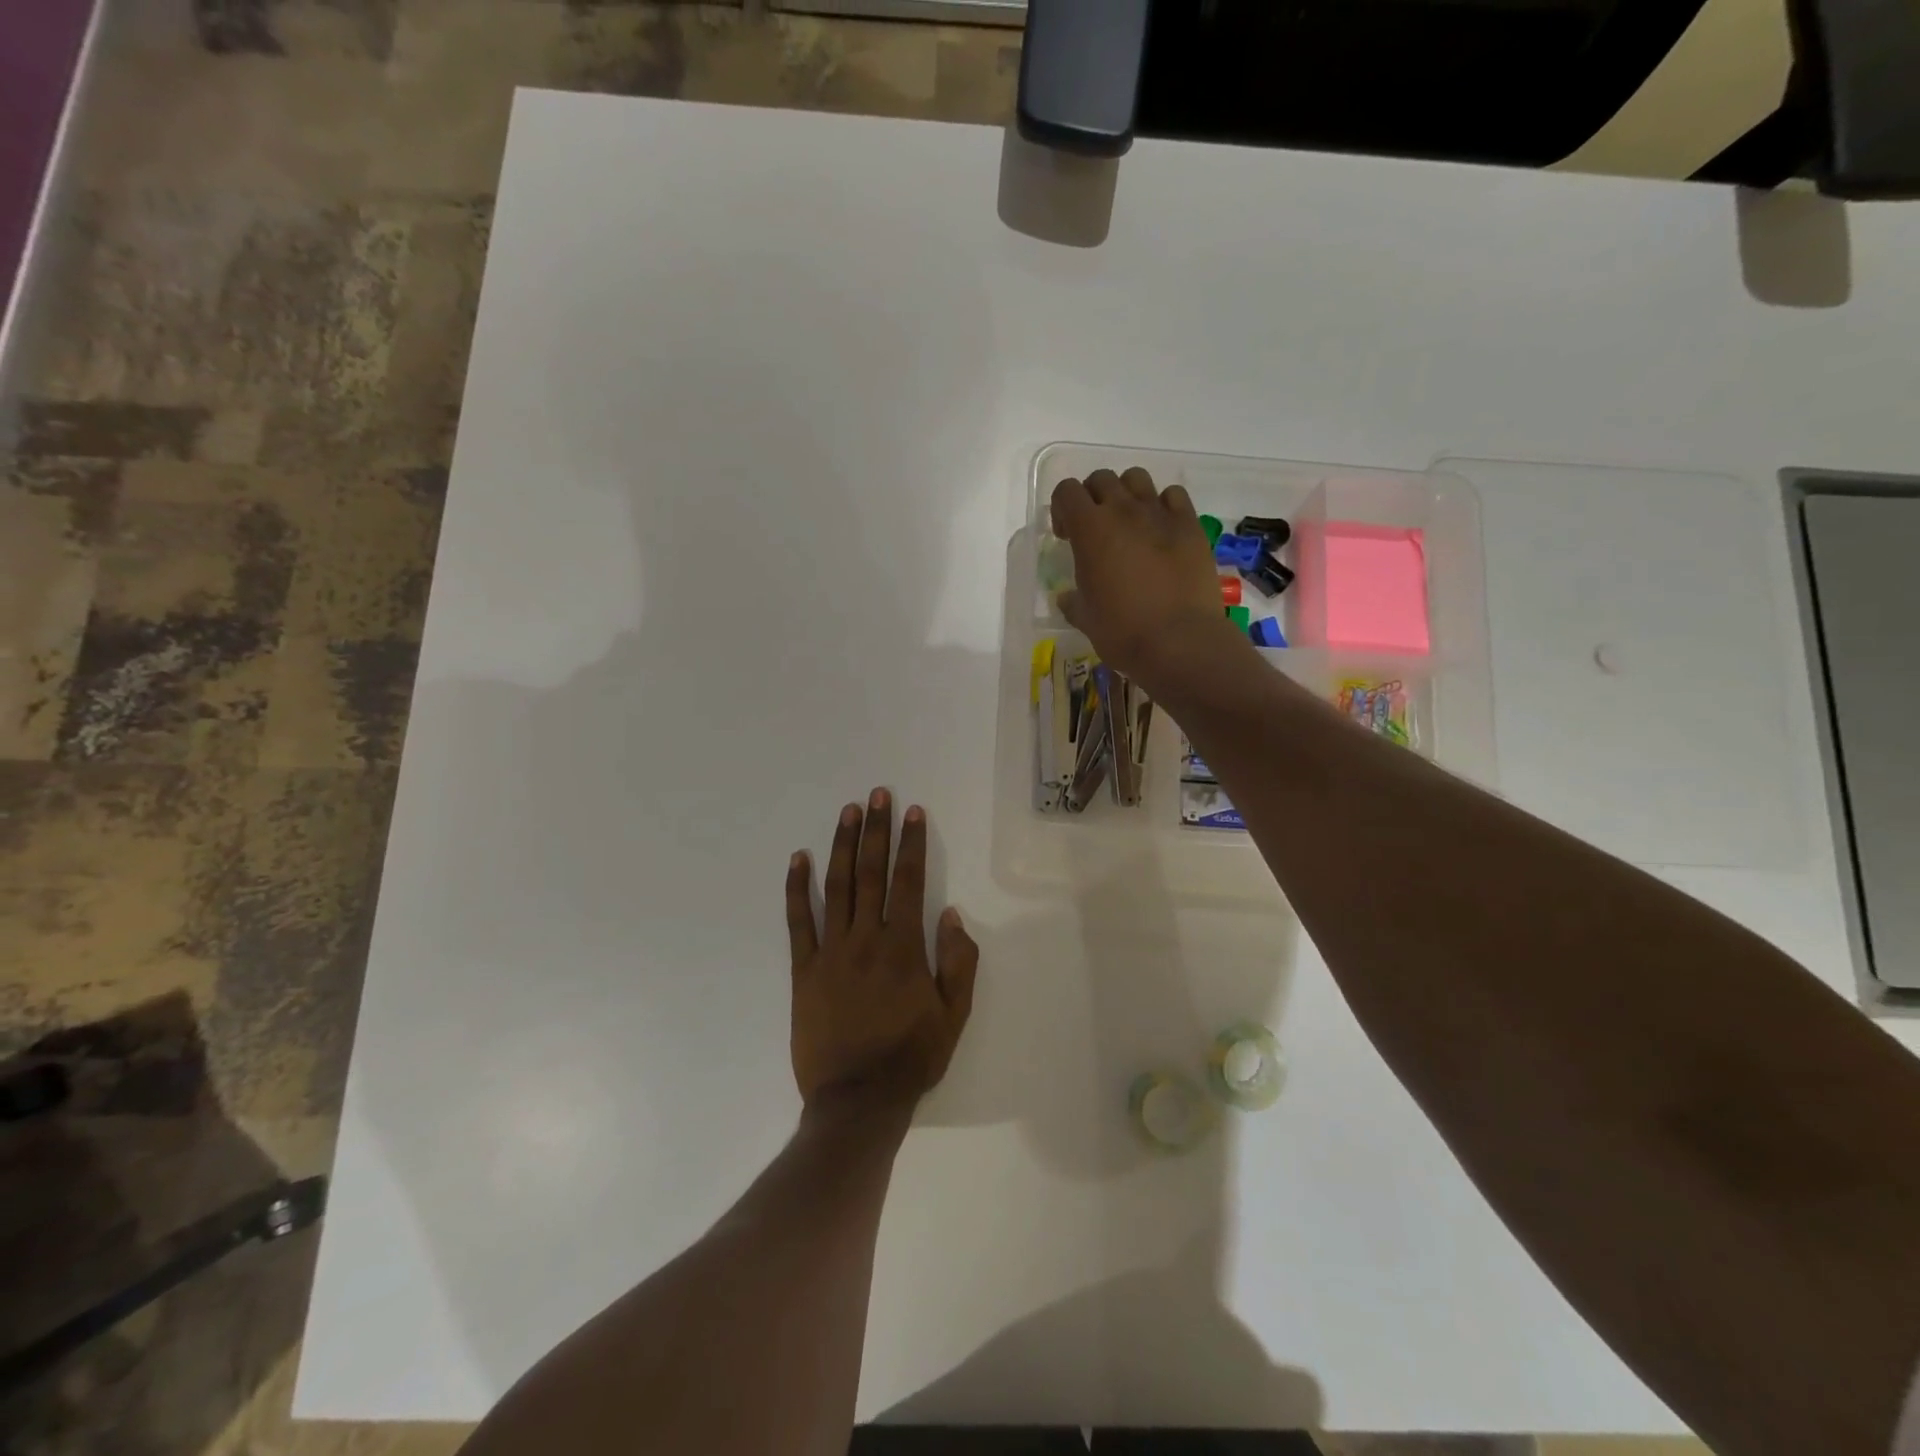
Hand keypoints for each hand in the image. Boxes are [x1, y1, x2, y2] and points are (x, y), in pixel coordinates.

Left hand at [786, 789, 978, 1111]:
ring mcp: (830, 952)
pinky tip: (798, 859)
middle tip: (878, 794)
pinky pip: (798, 921)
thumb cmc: (911, 1058)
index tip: (912, 812)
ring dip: (842, 845)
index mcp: (904, 948)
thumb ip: (958, 962)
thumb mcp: (953, 1016)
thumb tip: (951, 915)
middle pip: (871, 872)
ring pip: (836, 886)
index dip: (912, 843)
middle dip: (876, 830)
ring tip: (848, 811)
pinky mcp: (803, 970)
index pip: (910, 881)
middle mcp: (866, 939)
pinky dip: (797, 888)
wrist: (856, 1101)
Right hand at [1051, 467, 1240, 687]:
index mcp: (1090, 530)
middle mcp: (1123, 511)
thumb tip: (1068, 598)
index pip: (1066, 491)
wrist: (1179, 641)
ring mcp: (1160, 514)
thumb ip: (1073, 601)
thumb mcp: (1085, 618)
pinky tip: (1161, 530)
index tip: (1066, 535)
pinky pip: (1173, 495)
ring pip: (1137, 478)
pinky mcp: (1190, 525)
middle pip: (1102, 479)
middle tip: (1095, 529)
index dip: (1061, 509)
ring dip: (1127, 494)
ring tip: (1129, 523)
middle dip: (1092, 498)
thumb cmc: (1122, 632)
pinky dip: (1163, 504)